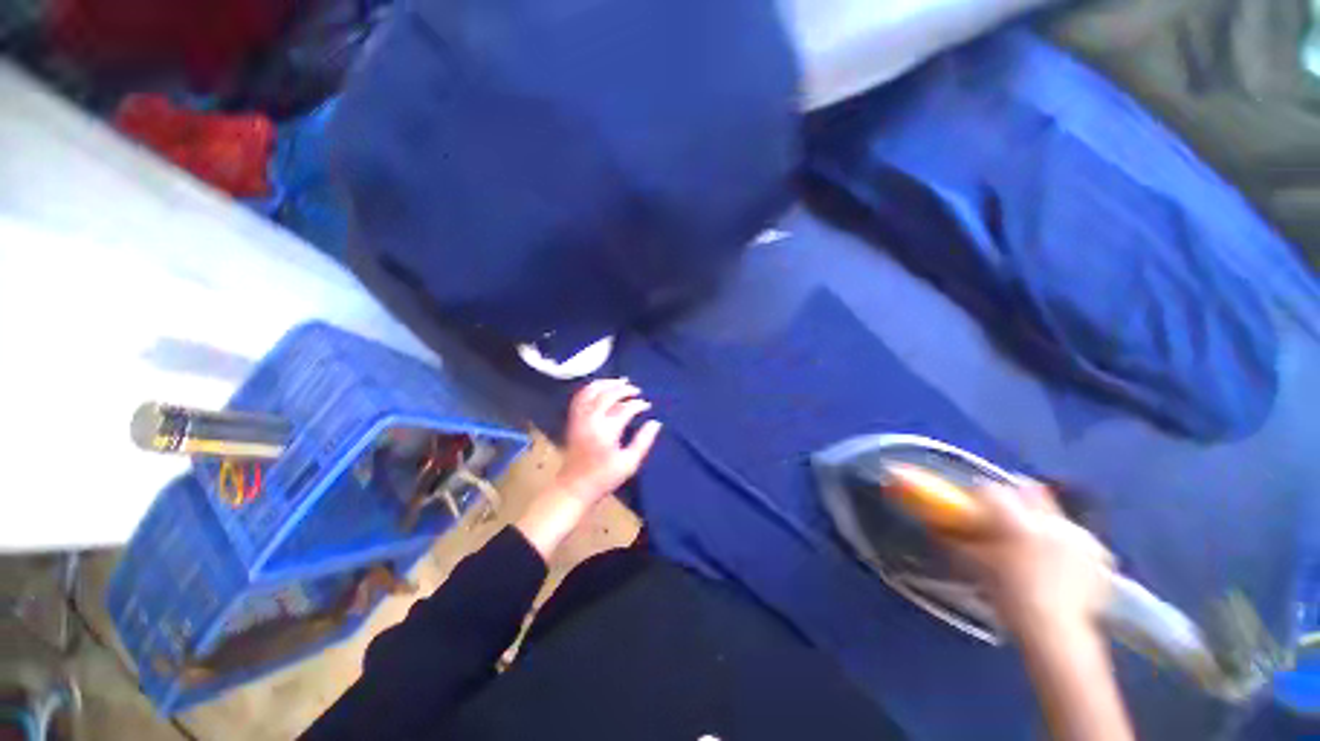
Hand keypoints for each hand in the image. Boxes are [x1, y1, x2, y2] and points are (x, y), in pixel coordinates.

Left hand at [553, 378, 662, 506]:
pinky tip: (601, 387)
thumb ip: (644, 441)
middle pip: (607, 395)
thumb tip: (656, 423)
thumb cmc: (604, 477)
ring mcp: (579, 418)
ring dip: (606, 383)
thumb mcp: (629, 463)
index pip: (625, 409)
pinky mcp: (572, 420)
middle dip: (624, 389)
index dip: (638, 405)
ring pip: (591, 391)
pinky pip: (580, 397)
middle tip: (637, 390)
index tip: (647, 406)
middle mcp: (591, 420)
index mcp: (606, 431)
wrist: (574, 487)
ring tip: (620, 381)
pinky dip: (591, 388)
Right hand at [948, 481, 1113, 636]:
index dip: (978, 496)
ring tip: (1035, 548)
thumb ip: (955, 539)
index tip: (971, 507)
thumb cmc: (1008, 596)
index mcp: (1017, 521)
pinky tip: (1061, 566)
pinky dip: (1068, 546)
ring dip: (1043, 524)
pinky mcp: (1100, 554)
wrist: (1056, 632)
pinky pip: (1079, 539)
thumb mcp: (974, 565)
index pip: (992, 491)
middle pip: (1030, 492)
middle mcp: (1050, 520)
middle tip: (1004, 521)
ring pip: (1056, 515)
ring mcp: (1079, 536)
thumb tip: (937, 525)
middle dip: (1016, 500)